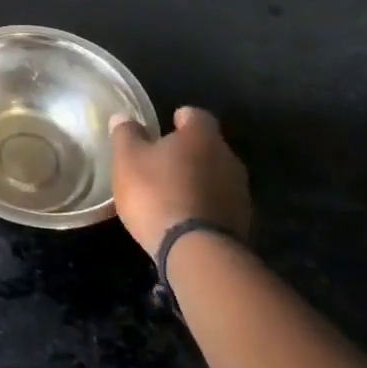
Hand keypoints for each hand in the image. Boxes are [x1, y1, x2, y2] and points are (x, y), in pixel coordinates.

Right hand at [109, 106, 251, 256]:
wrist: (196, 252)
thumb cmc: (157, 193)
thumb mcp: (127, 159)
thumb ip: (126, 134)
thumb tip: (124, 118)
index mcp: (202, 136)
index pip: (195, 115)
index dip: (178, 119)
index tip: (163, 128)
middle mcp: (228, 158)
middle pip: (207, 147)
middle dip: (187, 152)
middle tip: (160, 163)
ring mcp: (239, 193)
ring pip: (214, 176)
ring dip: (196, 181)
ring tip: (170, 194)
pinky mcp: (241, 224)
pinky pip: (218, 204)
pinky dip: (203, 206)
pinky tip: (183, 218)